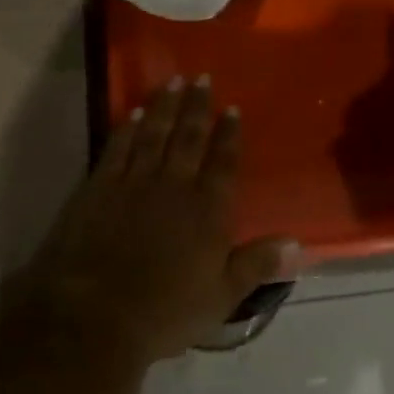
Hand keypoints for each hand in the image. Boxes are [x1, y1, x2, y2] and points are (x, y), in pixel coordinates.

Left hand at [16, 77, 302, 364]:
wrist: (95, 314)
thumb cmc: (164, 312)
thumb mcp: (222, 297)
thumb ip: (257, 264)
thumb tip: (298, 243)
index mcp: (207, 211)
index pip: (223, 162)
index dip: (228, 134)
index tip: (231, 108)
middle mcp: (174, 185)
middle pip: (189, 138)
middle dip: (197, 106)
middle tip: (202, 78)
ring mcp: (135, 181)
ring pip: (154, 133)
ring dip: (165, 106)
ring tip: (173, 81)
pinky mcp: (100, 185)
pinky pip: (118, 147)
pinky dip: (128, 127)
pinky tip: (134, 112)